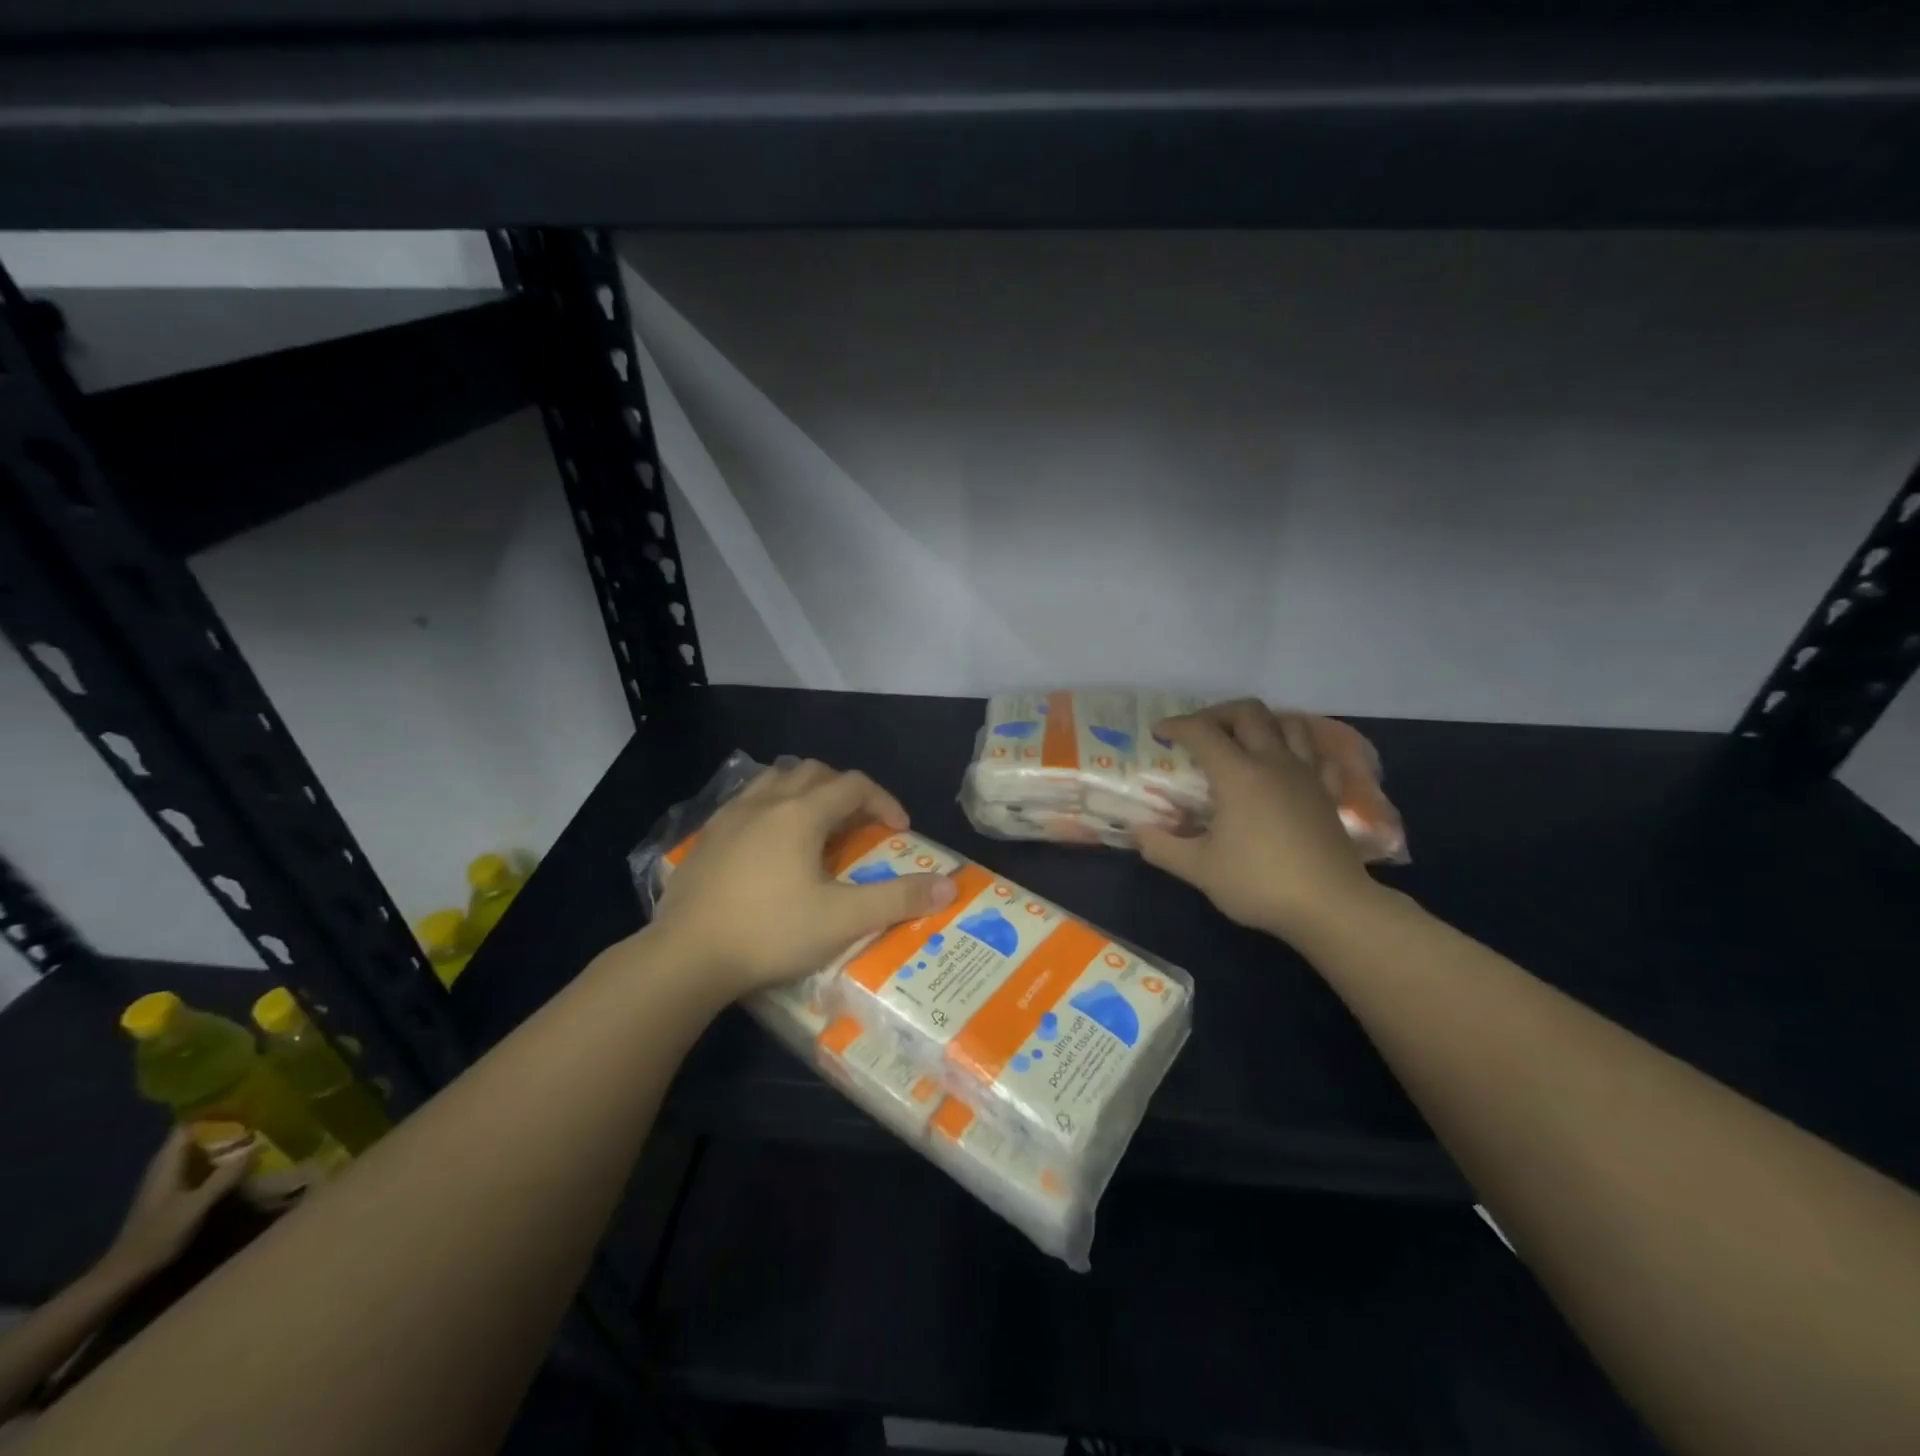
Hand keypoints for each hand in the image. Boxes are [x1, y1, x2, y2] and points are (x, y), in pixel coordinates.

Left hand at [102, 1127, 250, 1282]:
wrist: (123, 1276)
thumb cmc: (158, 1236)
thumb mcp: (197, 1206)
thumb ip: (225, 1177)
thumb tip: (258, 1147)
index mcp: (166, 1165)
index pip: (186, 1127)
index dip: (212, 1114)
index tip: (242, 1106)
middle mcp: (163, 1169)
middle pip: (193, 1139)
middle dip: (223, 1129)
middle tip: (257, 1122)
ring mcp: (165, 1184)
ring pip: (195, 1154)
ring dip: (220, 1147)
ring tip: (252, 1140)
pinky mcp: (169, 1197)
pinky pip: (196, 1169)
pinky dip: (215, 1163)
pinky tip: (234, 1167)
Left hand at [649, 758, 957, 997]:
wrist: (685, 957)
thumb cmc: (770, 933)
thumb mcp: (843, 920)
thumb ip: (898, 899)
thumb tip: (949, 885)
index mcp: (801, 813)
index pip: (854, 785)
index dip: (884, 801)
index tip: (900, 831)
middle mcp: (766, 802)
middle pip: (815, 772)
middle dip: (846, 791)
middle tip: (860, 824)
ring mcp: (730, 816)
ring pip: (776, 780)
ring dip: (806, 792)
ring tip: (817, 825)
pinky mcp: (706, 838)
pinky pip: (747, 802)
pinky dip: (772, 807)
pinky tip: (770, 845)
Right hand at [1135, 700, 1379, 941]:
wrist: (1331, 907)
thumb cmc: (1259, 883)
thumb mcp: (1199, 869)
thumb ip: (1161, 847)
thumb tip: (1136, 831)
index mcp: (1237, 774)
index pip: (1201, 731)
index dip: (1176, 725)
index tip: (1158, 733)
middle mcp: (1273, 762)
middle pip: (1248, 712)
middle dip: (1217, 714)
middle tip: (1199, 733)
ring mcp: (1306, 774)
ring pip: (1288, 723)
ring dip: (1261, 723)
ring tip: (1242, 740)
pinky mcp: (1328, 793)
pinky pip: (1317, 754)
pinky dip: (1298, 748)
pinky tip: (1287, 763)